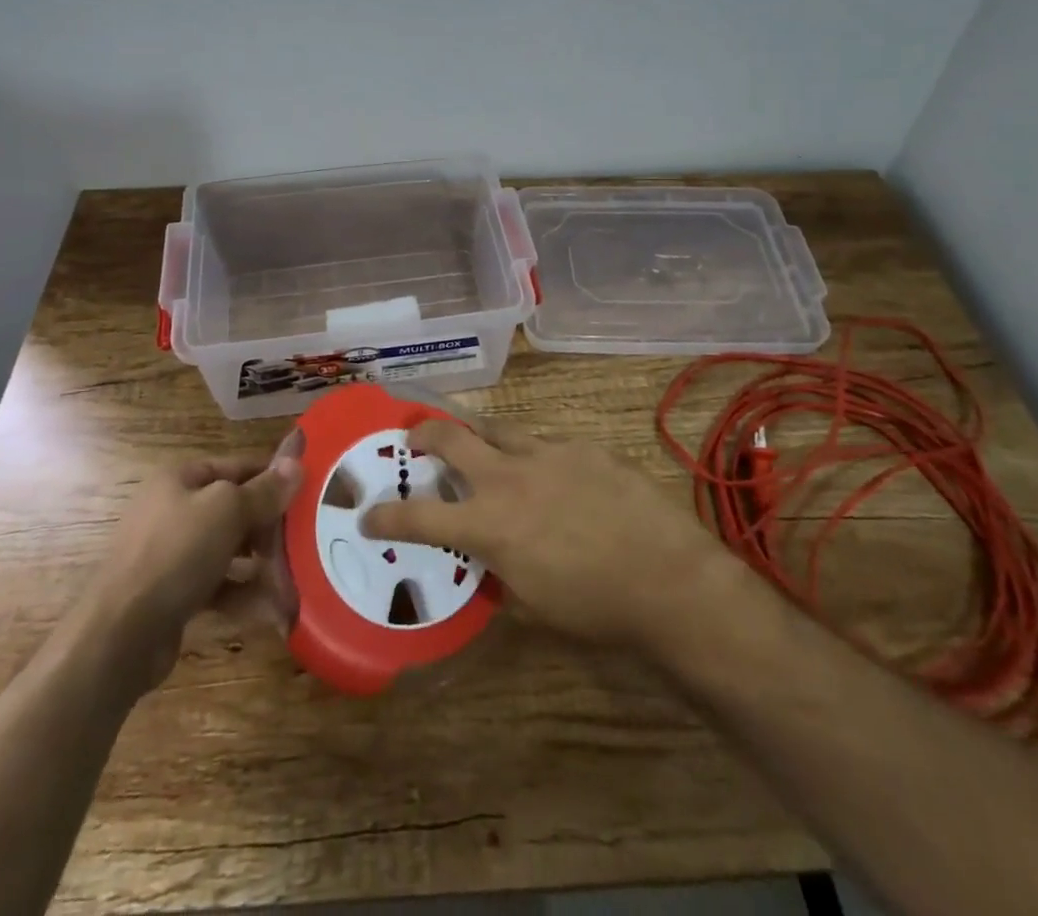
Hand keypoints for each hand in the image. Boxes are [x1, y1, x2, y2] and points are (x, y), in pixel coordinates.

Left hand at [91, 431, 301, 686]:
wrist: (119, 635)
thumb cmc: (176, 553)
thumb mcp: (227, 510)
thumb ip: (264, 490)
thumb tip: (297, 463)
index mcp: (180, 479)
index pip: (238, 467)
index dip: (272, 476)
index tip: (308, 490)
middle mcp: (174, 511)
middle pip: (235, 509)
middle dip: (270, 526)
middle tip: (305, 540)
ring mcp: (172, 555)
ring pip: (229, 550)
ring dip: (263, 564)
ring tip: (295, 577)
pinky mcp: (174, 595)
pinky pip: (219, 586)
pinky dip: (244, 594)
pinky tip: (273, 608)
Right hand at [360, 414, 739, 653]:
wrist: (669, 579)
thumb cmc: (597, 608)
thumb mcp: (534, 603)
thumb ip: (500, 569)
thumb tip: (489, 554)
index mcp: (491, 524)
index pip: (420, 517)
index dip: (387, 514)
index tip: (368, 512)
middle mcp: (511, 477)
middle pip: (453, 437)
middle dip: (425, 433)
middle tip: (416, 439)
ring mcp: (550, 453)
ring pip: (500, 429)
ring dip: (484, 440)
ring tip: (487, 452)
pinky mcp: (584, 447)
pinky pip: (549, 444)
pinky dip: (539, 458)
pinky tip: (559, 479)